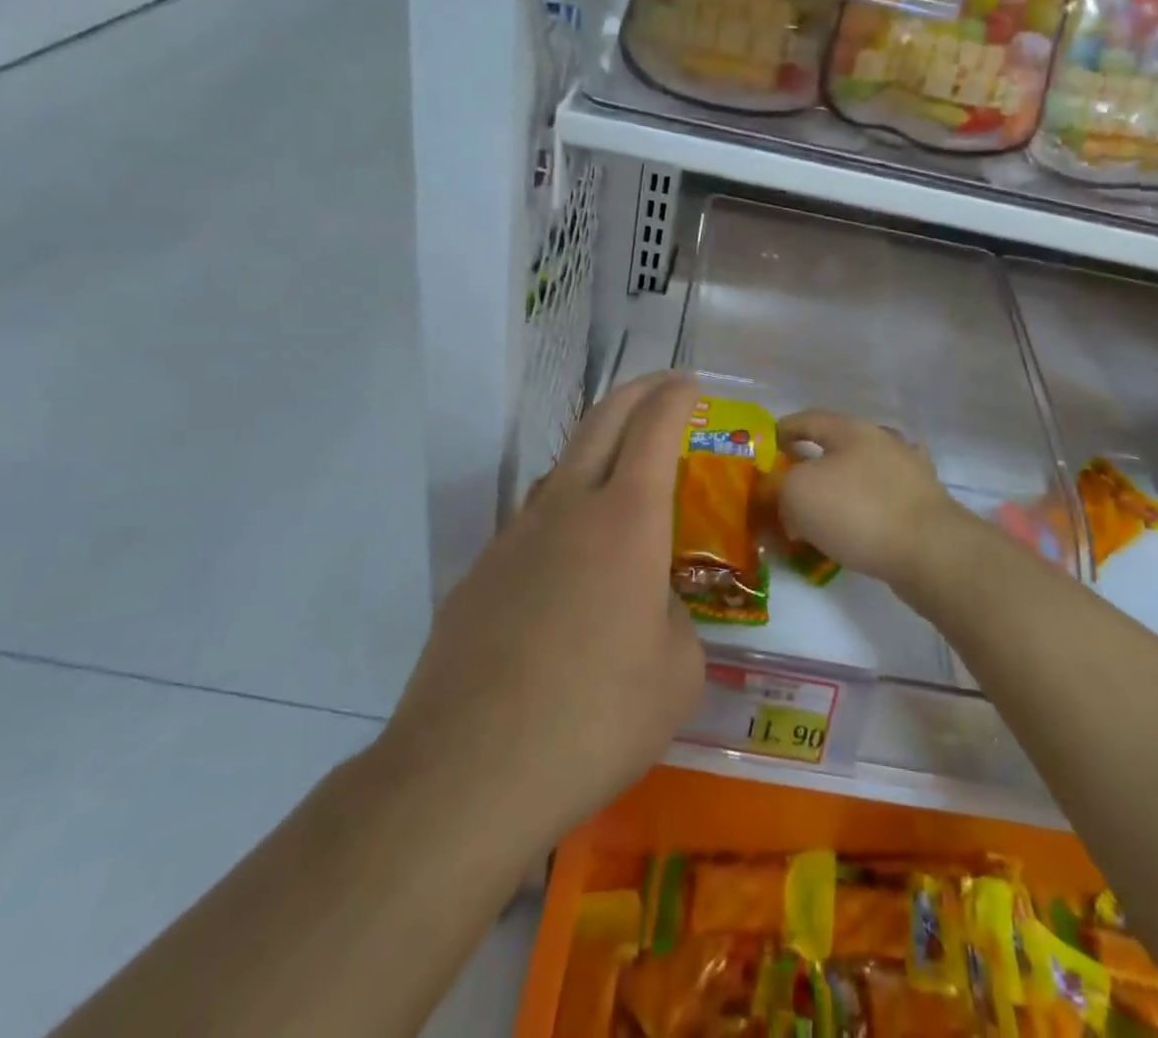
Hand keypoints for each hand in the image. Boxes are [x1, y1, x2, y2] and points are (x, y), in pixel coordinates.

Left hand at [381, 373, 705, 844]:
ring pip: (560, 470)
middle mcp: (567, 510)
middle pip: (601, 423)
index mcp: (626, 521)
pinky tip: (568, 570)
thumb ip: (674, 620)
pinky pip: (531, 525)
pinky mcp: (478, 576)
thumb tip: (649, 609)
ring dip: (595, 452)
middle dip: (637, 393)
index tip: (690, 383)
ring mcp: (514, 539)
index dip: (675, 398)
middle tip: (662, 386)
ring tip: (619, 473)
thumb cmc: (595, 718)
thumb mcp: (677, 673)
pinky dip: (562, 518)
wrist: (466, 774)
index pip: (654, 430)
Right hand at [775, 410, 968, 592]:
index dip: (783, 430)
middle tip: (786, 490)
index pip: (808, 420)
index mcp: (852, 429)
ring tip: (815, 519)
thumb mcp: (798, 493)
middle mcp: (883, 442)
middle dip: (809, 467)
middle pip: (836, 449)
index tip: (766, 447)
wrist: (930, 551)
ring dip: (836, 494)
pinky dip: (859, 516)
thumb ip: (781, 487)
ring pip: (859, 478)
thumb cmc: (858, 510)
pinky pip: (878, 505)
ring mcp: (908, 474)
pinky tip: (849, 535)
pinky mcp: (923, 506)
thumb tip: (786, 499)